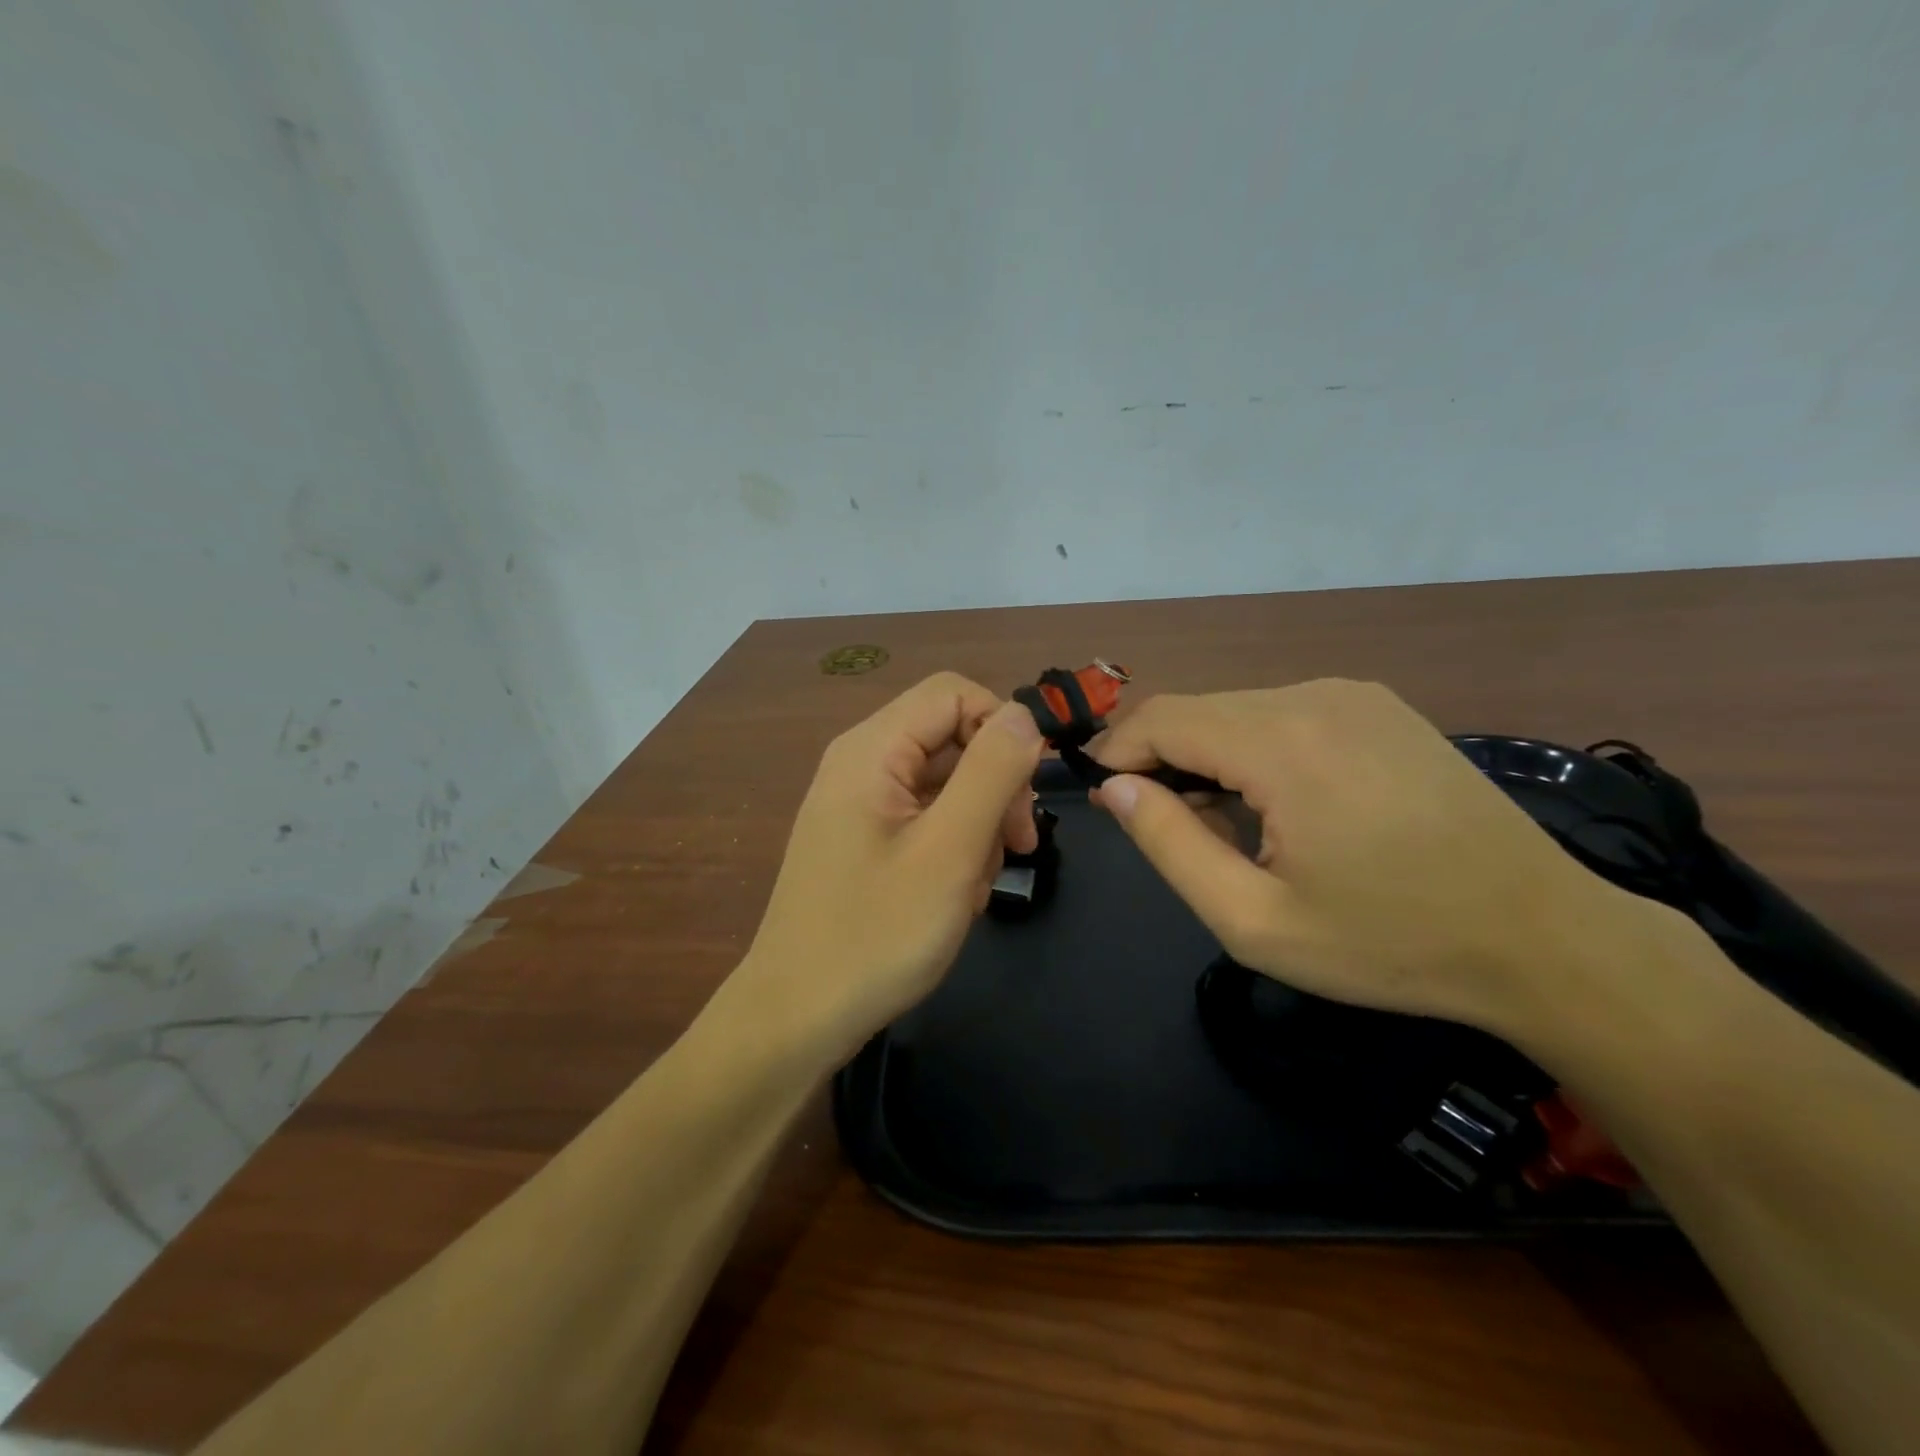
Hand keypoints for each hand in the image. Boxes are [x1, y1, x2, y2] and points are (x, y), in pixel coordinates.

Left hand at [732, 673, 1042, 1065]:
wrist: (797, 1018)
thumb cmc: (876, 934)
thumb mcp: (950, 850)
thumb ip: (991, 772)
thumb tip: (1022, 713)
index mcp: (872, 749)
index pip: (955, 693)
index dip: (1002, 728)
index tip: (1028, 792)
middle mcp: (861, 763)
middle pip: (952, 737)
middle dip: (995, 787)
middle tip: (1017, 848)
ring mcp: (860, 803)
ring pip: (945, 783)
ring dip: (977, 826)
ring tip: (974, 886)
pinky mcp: (864, 838)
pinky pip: (925, 818)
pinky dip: (952, 847)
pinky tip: (954, 896)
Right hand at [1090, 679, 1637, 1037]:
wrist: (1544, 939)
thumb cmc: (1390, 942)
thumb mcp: (1255, 920)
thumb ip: (1170, 845)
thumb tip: (1117, 787)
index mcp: (1283, 743)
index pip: (1162, 718)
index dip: (1118, 751)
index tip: (1103, 798)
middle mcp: (1315, 696)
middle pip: (1198, 710)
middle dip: (1161, 760)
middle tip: (1163, 828)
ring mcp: (1354, 695)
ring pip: (1238, 711)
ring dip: (1208, 758)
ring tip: (1225, 829)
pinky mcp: (1380, 708)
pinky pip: (1283, 715)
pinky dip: (1254, 750)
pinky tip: (1278, 806)